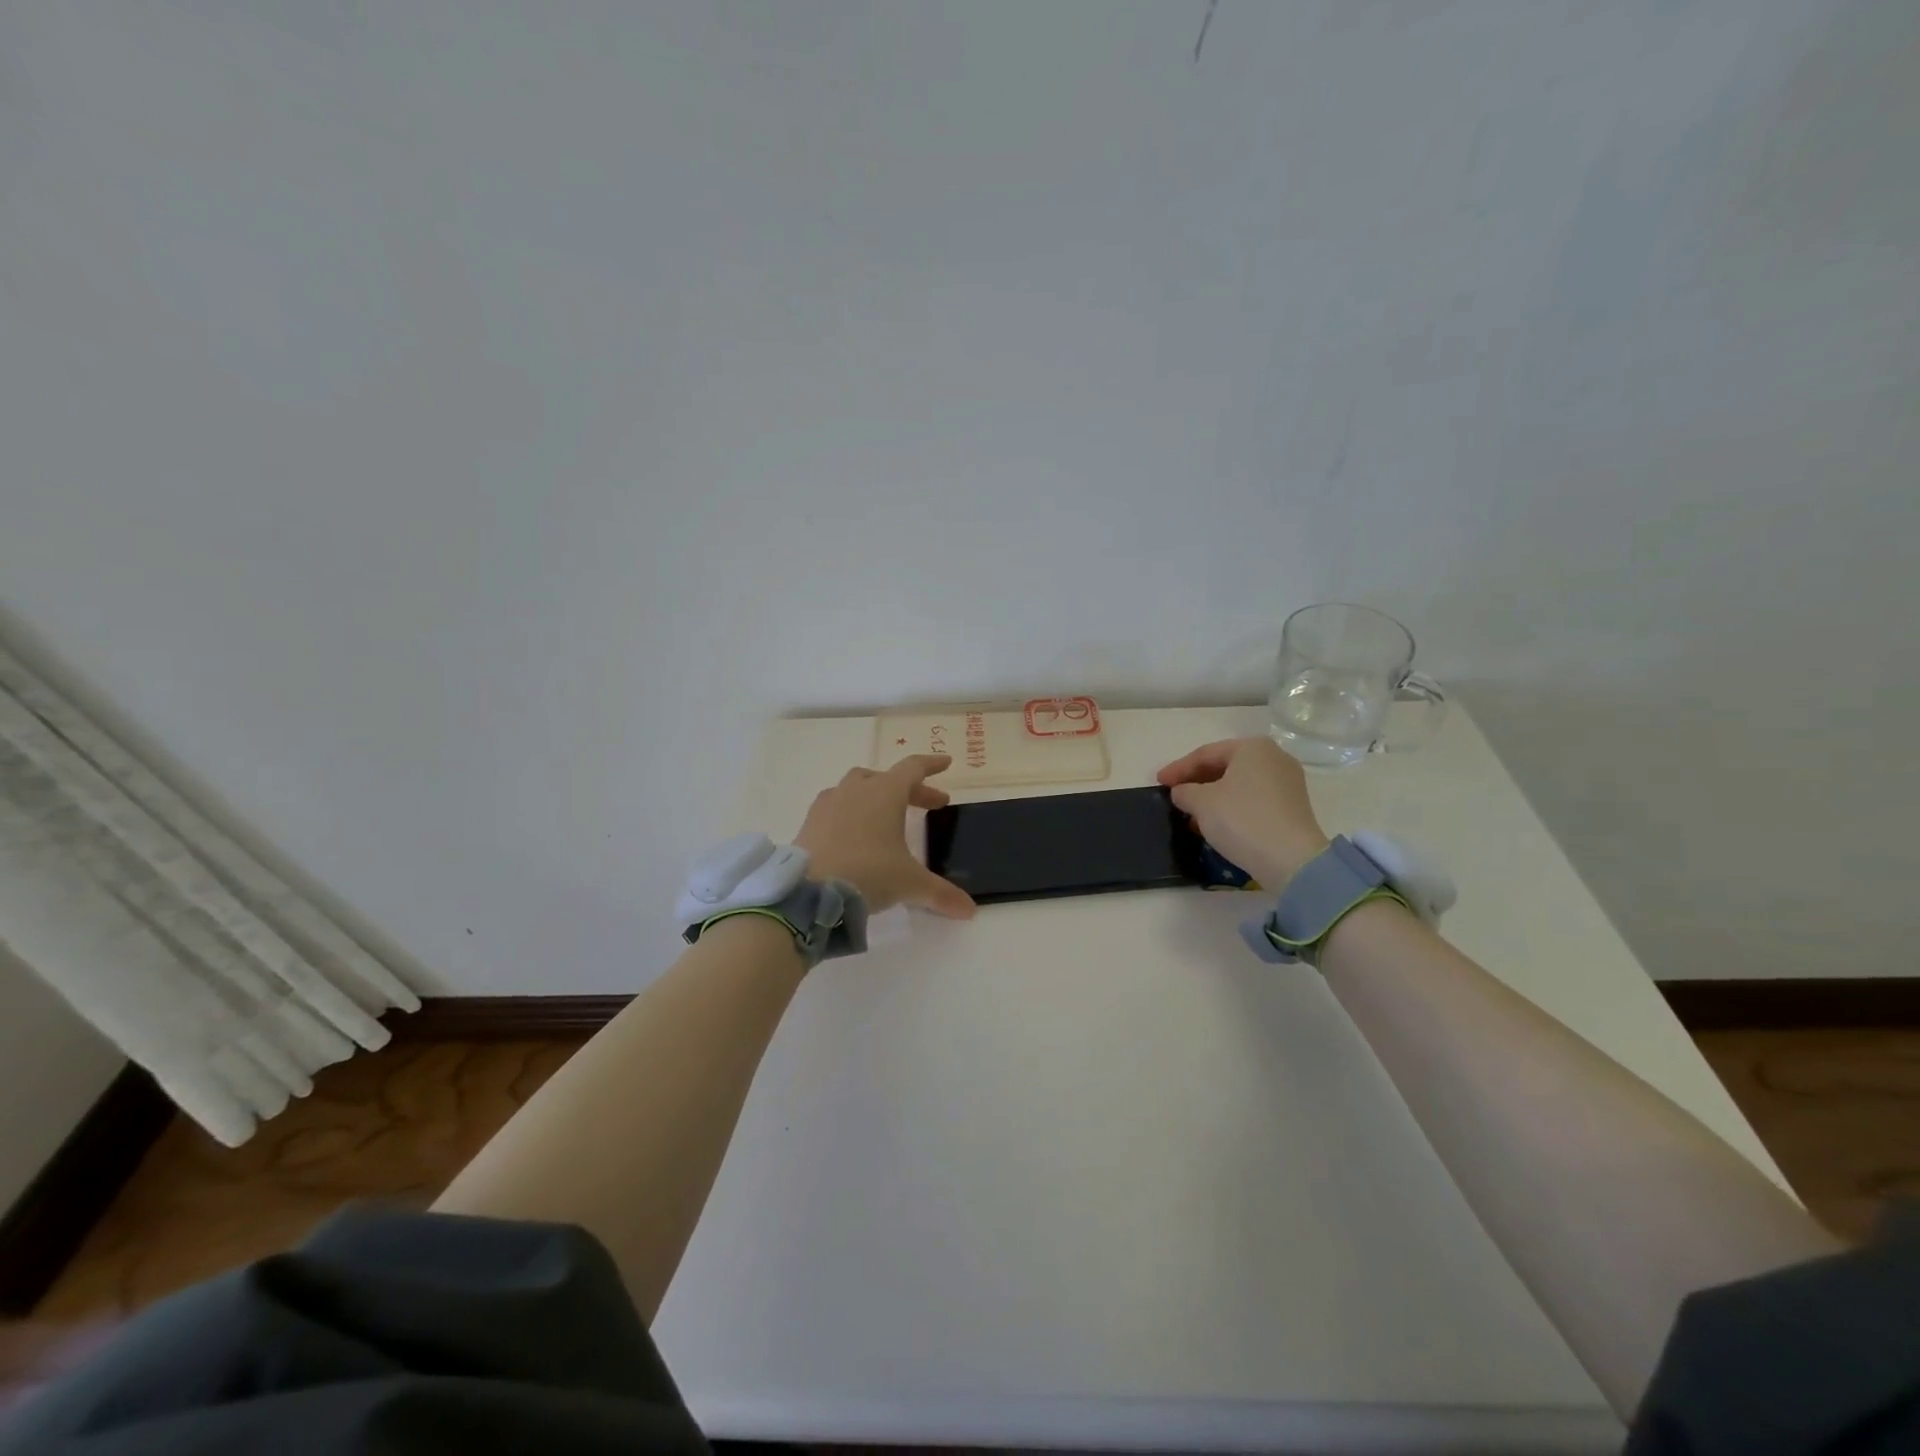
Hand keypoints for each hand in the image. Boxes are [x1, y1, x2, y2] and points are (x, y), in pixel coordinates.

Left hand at [795, 755, 976, 918]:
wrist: (809, 891)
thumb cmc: (868, 873)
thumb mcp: (909, 883)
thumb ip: (941, 894)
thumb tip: (970, 911)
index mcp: (885, 792)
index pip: (913, 767)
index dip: (931, 765)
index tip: (946, 762)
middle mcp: (856, 789)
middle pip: (888, 778)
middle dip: (911, 790)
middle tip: (930, 806)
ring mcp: (829, 803)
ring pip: (857, 786)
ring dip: (876, 794)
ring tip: (887, 815)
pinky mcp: (810, 821)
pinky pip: (835, 805)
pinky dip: (851, 811)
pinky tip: (853, 831)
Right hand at [1157, 737, 1330, 887]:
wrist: (1291, 860)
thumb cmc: (1241, 820)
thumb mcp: (1201, 803)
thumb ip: (1184, 791)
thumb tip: (1182, 792)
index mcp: (1252, 747)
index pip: (1205, 754)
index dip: (1178, 769)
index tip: (1158, 782)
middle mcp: (1274, 757)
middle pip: (1224, 766)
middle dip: (1196, 782)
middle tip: (1174, 795)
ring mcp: (1287, 782)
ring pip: (1238, 784)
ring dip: (1212, 797)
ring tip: (1190, 813)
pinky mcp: (1292, 807)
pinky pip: (1253, 799)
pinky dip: (1231, 807)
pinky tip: (1214, 823)